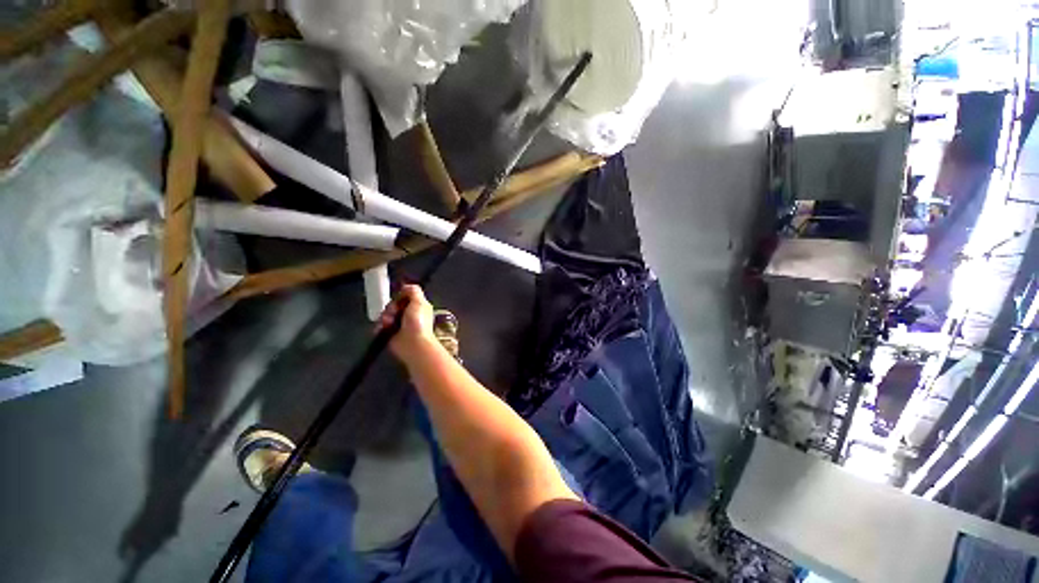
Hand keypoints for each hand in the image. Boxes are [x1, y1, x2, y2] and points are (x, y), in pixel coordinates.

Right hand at [378, 284, 437, 362]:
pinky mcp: (390, 333)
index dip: (400, 296)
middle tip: (394, 313)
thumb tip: (405, 286)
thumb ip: (414, 291)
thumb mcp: (420, 302)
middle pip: (393, 304)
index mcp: (418, 306)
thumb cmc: (418, 322)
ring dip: (385, 317)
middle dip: (391, 307)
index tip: (399, 299)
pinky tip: (384, 328)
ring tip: (389, 323)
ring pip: (385, 314)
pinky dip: (380, 326)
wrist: (413, 344)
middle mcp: (408, 314)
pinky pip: (380, 325)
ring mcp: (399, 324)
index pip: (404, 296)